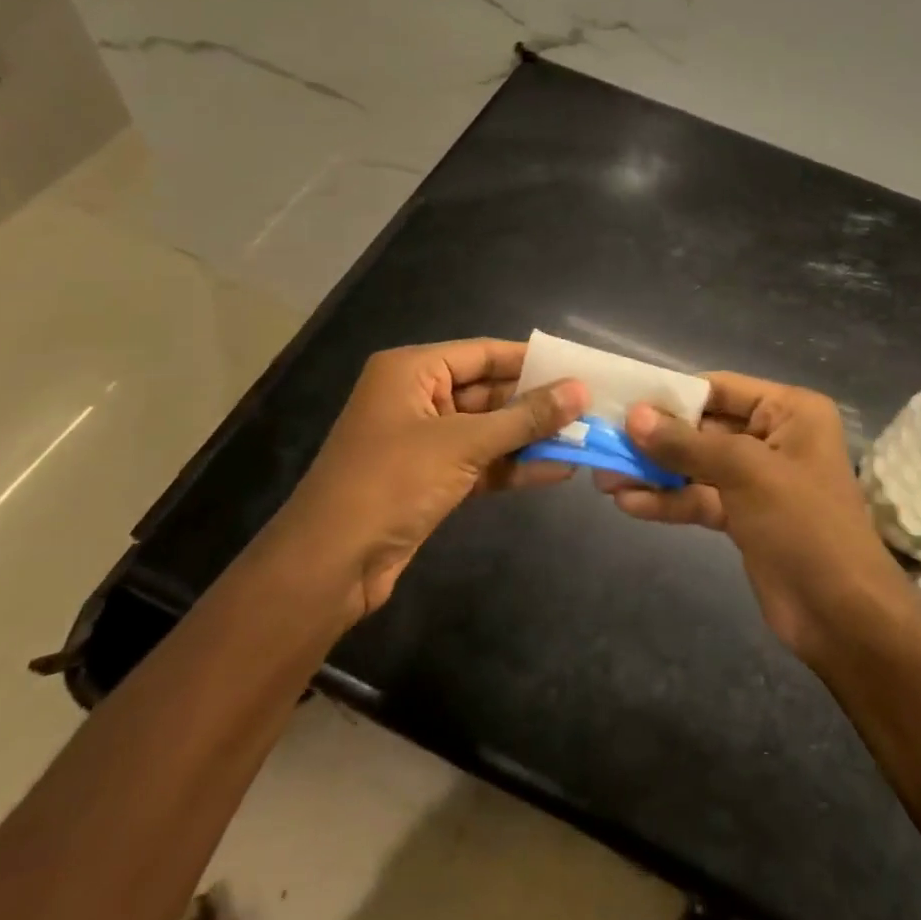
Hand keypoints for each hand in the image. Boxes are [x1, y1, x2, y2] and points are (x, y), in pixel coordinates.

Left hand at [269, 339, 585, 621]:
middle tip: (591, 406)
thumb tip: (580, 391)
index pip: (483, 353)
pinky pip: (481, 462)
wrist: (329, 566)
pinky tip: (559, 470)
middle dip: (537, 403)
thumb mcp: (463, 444)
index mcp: (412, 371)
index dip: (532, 360)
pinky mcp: (431, 478)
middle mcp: (418, 397)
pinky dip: (514, 466)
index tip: (579, 366)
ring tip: (586, 438)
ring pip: (489, 430)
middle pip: (489, 391)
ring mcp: (424, 440)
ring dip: (531, 437)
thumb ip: (524, 418)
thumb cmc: (391, 483)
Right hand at [603, 373, 920, 666]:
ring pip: (696, 466)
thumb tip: (633, 416)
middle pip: (703, 428)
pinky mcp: (743, 517)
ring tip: (603, 476)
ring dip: (654, 472)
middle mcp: (774, 437)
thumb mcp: (745, 472)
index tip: (623, 398)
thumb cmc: (804, 525)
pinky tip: (627, 503)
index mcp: (790, 411)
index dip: (672, 393)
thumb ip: (686, 444)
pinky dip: (667, 501)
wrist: (843, 617)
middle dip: (656, 438)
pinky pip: (699, 498)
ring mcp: (757, 480)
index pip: (720, 387)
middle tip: (605, 439)